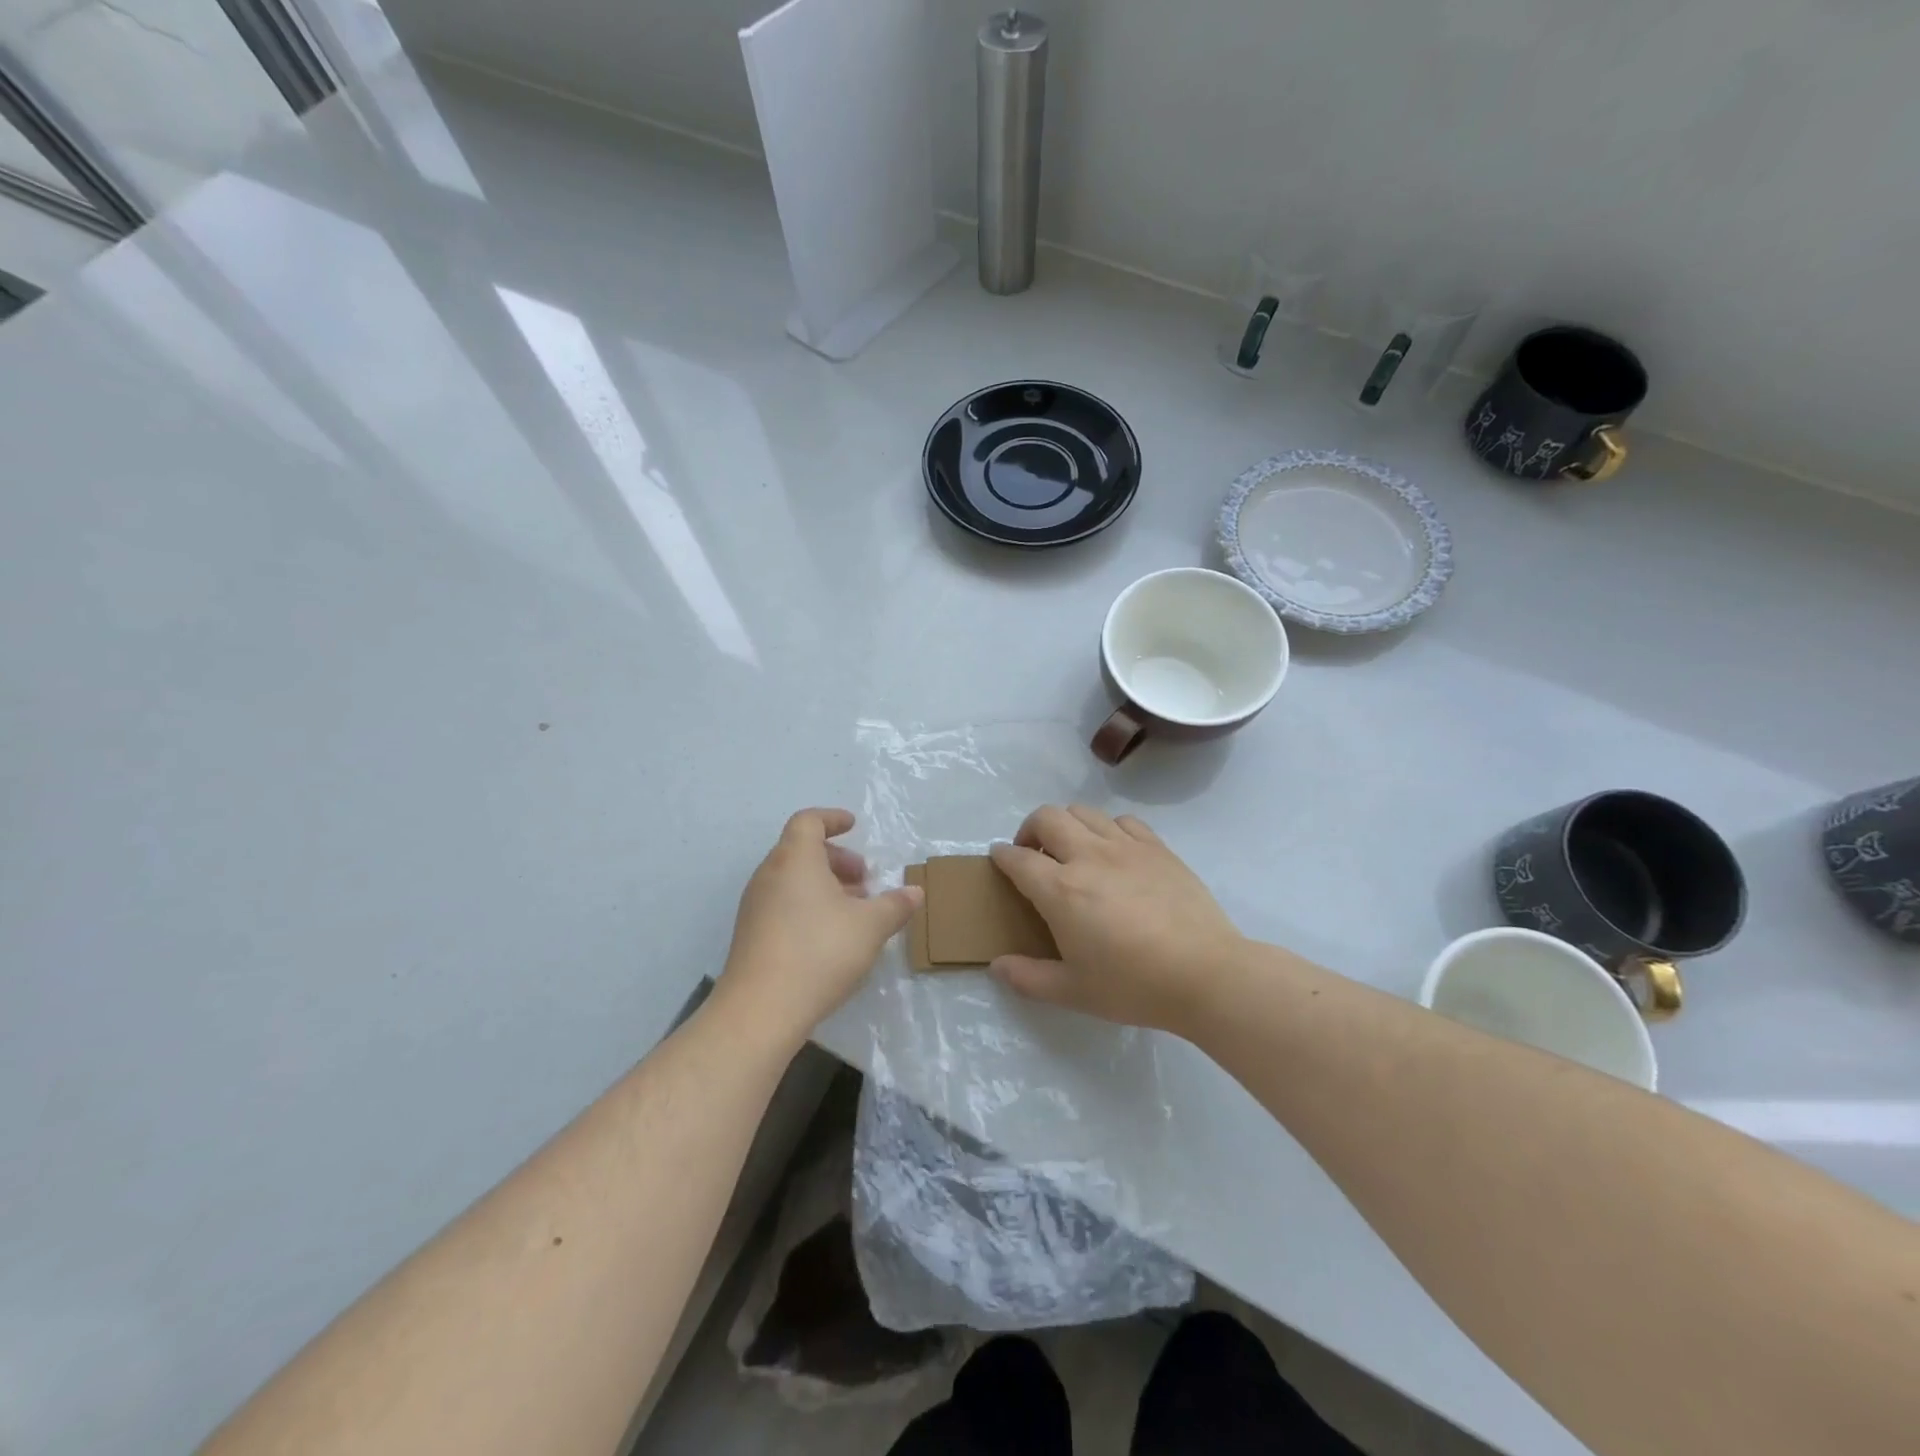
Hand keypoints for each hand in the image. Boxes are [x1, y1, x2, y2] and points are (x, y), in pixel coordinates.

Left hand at [717, 809, 921, 1044]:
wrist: (760, 1009)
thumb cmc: (820, 952)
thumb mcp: (870, 926)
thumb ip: (895, 905)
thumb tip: (915, 892)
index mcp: (795, 859)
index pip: (808, 821)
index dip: (832, 819)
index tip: (854, 826)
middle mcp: (770, 874)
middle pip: (801, 850)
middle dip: (837, 859)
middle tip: (865, 880)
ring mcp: (755, 905)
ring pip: (792, 880)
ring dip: (824, 885)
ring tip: (854, 911)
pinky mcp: (750, 934)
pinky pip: (782, 904)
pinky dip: (808, 905)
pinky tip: (830, 936)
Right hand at [988, 805, 1245, 1033]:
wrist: (1205, 974)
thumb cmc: (1134, 986)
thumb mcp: (1073, 992)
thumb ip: (1029, 977)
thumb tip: (997, 965)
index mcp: (1061, 890)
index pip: (1019, 859)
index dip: (1002, 856)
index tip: (998, 858)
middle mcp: (1088, 856)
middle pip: (1047, 817)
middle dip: (1030, 828)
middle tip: (1033, 852)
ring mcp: (1126, 847)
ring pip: (1084, 812)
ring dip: (1067, 824)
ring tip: (1072, 849)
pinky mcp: (1157, 848)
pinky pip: (1123, 821)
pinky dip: (1108, 828)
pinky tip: (1114, 851)